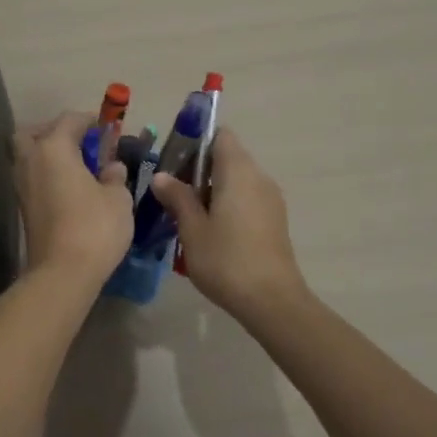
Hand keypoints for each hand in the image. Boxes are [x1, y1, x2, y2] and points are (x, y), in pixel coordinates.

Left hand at [14, 111, 135, 284]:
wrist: (62, 273)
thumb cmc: (94, 227)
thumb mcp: (118, 198)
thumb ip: (115, 175)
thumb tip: (112, 167)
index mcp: (54, 148)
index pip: (70, 120)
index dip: (91, 120)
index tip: (108, 128)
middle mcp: (31, 160)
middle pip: (34, 133)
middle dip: (55, 132)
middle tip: (80, 143)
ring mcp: (22, 185)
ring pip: (29, 156)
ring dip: (49, 154)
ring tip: (78, 167)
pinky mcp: (23, 207)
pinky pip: (33, 177)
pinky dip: (47, 175)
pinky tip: (70, 187)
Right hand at [149, 128, 309, 322]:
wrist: (272, 301)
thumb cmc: (226, 260)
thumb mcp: (192, 228)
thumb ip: (177, 197)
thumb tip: (161, 176)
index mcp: (238, 171)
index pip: (220, 135)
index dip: (196, 141)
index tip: (174, 160)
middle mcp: (258, 176)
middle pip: (227, 157)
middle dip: (198, 169)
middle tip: (172, 191)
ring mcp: (270, 199)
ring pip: (236, 180)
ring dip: (212, 189)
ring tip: (187, 214)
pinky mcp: (275, 219)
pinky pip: (247, 198)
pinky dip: (227, 203)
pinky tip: (210, 231)